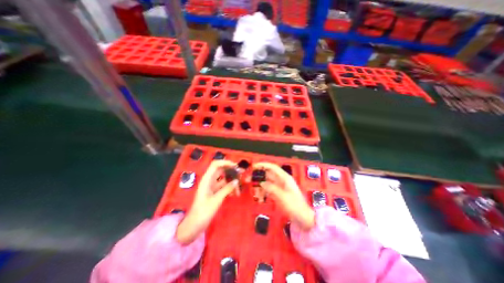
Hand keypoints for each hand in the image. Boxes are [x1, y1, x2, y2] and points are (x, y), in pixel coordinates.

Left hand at [175, 160, 237, 243]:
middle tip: (241, 175)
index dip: (225, 162)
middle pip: (221, 170)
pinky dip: (230, 188)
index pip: (216, 164)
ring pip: (224, 179)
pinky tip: (235, 194)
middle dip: (231, 171)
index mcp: (207, 179)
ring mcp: (212, 187)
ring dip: (232, 182)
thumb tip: (237, 181)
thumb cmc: (203, 212)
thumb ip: (227, 189)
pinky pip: (224, 187)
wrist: (194, 226)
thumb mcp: (216, 200)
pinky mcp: (214, 193)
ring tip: (239, 189)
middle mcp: (209, 181)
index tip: (236, 166)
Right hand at [254, 162, 315, 230]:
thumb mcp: (282, 197)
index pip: (272, 167)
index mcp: (285, 178)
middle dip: (258, 176)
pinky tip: (260, 198)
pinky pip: (268, 189)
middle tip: (248, 179)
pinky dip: (263, 192)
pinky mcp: (278, 193)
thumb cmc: (295, 206)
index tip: (253, 166)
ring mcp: (280, 187)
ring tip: (255, 193)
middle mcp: (282, 180)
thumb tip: (261, 182)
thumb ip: (271, 188)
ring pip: (267, 182)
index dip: (263, 165)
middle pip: (268, 174)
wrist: (303, 218)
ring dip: (260, 186)